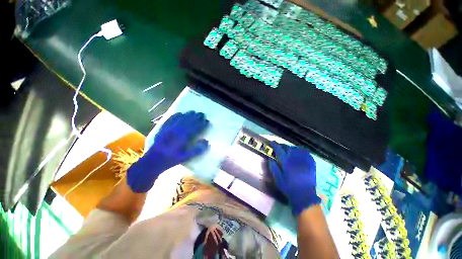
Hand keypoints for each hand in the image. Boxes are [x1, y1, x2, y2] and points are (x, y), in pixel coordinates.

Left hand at [127, 111, 209, 192]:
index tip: (207, 121)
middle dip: (196, 117)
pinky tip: (179, 113)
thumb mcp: (186, 157)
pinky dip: (176, 115)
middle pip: (189, 122)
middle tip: (202, 114)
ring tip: (193, 111)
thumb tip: (207, 142)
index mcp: (184, 138)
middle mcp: (177, 131)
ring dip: (188, 115)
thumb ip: (197, 150)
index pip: (195, 128)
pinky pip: (170, 119)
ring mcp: (169, 129)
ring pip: (180, 119)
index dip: (202, 124)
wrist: (154, 160)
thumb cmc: (172, 159)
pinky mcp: (163, 128)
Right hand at [268, 142, 320, 215]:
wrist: (305, 196)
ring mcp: (304, 160)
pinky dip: (301, 151)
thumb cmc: (289, 188)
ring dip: (291, 148)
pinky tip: (298, 154)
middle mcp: (295, 159)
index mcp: (286, 162)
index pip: (279, 150)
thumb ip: (273, 168)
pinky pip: (306, 153)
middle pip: (288, 148)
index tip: (272, 142)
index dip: (275, 145)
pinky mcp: (311, 163)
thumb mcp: (278, 179)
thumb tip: (270, 159)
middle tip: (280, 147)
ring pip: (297, 149)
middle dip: (283, 146)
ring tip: (289, 151)